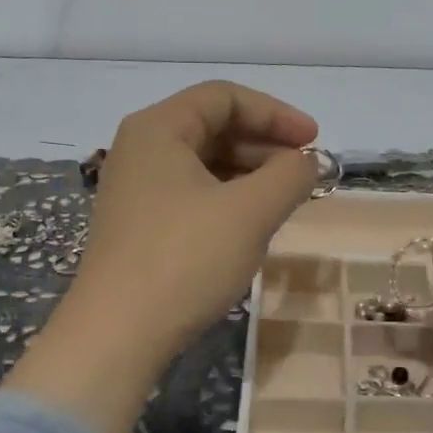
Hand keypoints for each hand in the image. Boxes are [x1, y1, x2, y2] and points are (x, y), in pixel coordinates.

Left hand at [72, 82, 319, 355]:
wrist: (118, 334)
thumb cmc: (185, 259)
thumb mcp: (249, 212)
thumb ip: (290, 175)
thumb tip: (311, 161)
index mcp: (158, 128)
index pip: (224, 97)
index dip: (276, 114)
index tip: (314, 141)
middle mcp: (140, 149)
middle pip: (213, 127)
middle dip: (264, 146)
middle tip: (304, 174)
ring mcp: (135, 190)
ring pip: (204, 164)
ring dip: (249, 175)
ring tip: (286, 200)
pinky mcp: (138, 225)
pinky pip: (192, 195)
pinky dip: (228, 200)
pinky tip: (251, 225)